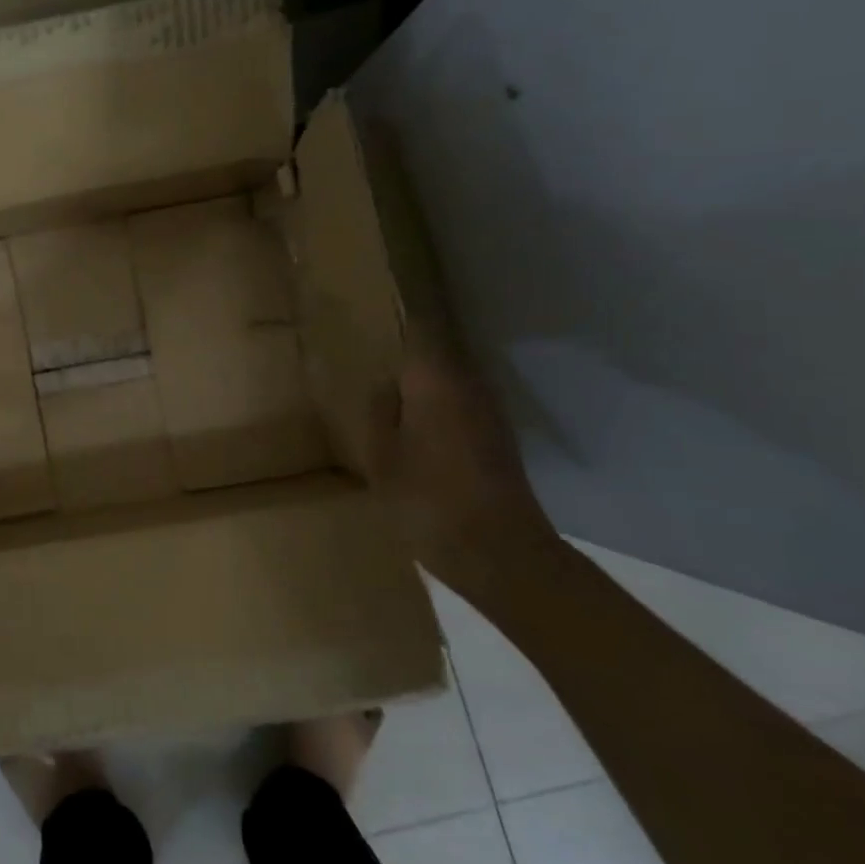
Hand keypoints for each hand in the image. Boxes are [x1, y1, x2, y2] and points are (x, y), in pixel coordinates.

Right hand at [357, 329, 555, 585]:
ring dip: (417, 378)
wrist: (500, 554)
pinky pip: (456, 404)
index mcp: (436, 379)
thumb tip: (383, 383)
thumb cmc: (428, 499)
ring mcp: (487, 412)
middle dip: (402, 346)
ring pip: (445, 379)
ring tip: (381, 383)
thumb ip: (377, 410)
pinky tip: (410, 424)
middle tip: (364, 348)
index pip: (417, 325)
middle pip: (433, 350)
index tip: (365, 309)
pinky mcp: (495, 439)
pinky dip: (433, 405)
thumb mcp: (381, 456)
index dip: (393, 313)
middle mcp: (468, 384)